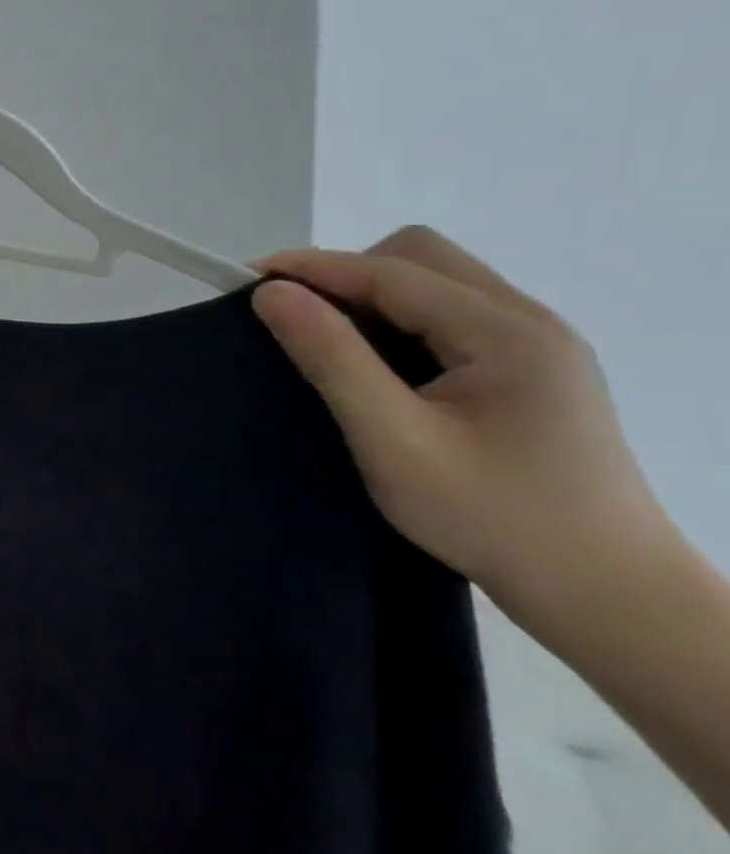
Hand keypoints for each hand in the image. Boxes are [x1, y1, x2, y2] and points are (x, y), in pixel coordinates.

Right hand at [251, 228, 667, 612]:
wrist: (605, 596)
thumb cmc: (493, 519)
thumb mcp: (393, 440)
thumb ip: (332, 358)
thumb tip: (272, 293)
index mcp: (508, 334)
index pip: (390, 271)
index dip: (313, 267)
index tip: (247, 278)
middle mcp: (530, 322)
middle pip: (420, 257)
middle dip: (348, 274)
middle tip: (300, 319)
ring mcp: (537, 344)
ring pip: (435, 280)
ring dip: (373, 296)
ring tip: (333, 342)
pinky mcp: (531, 368)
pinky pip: (449, 313)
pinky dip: (399, 319)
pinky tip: (381, 364)